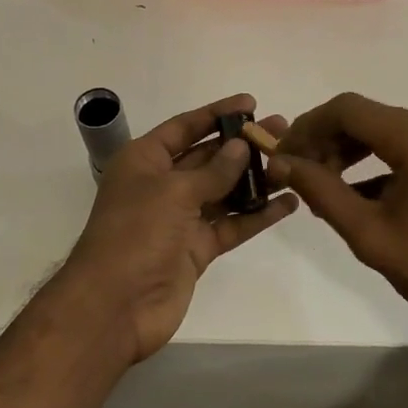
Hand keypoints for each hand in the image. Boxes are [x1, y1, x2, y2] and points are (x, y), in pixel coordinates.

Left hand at [60, 93, 296, 363]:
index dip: (217, 113)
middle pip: (208, 157)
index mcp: (144, 161)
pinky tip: (288, 203)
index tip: (251, 102)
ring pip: (224, 191)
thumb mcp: (173, 191)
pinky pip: (232, 225)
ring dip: (255, 178)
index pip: (184, 127)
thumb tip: (240, 147)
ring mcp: (180, 219)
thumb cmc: (136, 233)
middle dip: (243, 145)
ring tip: (292, 163)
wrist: (116, 305)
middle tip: (282, 130)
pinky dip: (258, 215)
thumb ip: (213, 171)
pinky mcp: (197, 248)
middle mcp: (162, 185)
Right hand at [267, 93, 407, 343]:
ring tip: (320, 187)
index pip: (348, 110)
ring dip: (348, 152)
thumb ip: (320, 190)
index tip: (281, 156)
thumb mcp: (368, 232)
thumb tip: (279, 162)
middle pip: (366, 117)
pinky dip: (375, 164)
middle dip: (326, 141)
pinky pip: (404, 147)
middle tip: (296, 174)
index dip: (307, 127)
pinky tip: (353, 195)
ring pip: (383, 131)